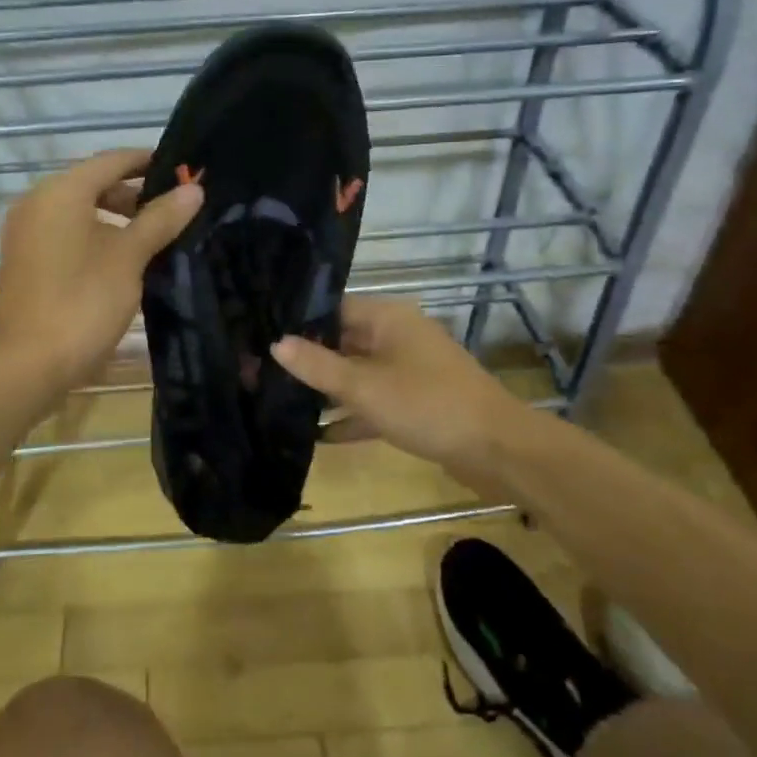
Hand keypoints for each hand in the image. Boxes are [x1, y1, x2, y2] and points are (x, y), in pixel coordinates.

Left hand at [0, 148, 202, 392]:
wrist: (28, 365)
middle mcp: (38, 203)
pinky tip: (125, 259)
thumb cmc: (83, 302)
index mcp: (61, 193)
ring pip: (80, 211)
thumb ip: (160, 219)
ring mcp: (27, 233)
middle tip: (176, 209)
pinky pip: (67, 234)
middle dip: (135, 194)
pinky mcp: (26, 261)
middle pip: (94, 184)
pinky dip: (96, 236)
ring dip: (118, 218)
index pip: (111, 161)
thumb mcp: (129, 258)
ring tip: (157, 236)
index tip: (182, 171)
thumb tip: (194, 189)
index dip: (148, 162)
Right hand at [270, 297, 536, 492]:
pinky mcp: (415, 401)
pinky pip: (374, 400)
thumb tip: (275, 342)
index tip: (259, 336)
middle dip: (307, 359)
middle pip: (342, 340)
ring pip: (357, 372)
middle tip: (261, 372)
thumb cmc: (426, 405)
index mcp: (387, 318)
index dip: (297, 322)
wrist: (496, 449)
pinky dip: (351, 413)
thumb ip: (317, 366)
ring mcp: (408, 369)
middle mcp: (397, 336)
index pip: (331, 308)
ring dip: (327, 389)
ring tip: (280, 400)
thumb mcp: (363, 386)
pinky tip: (319, 434)